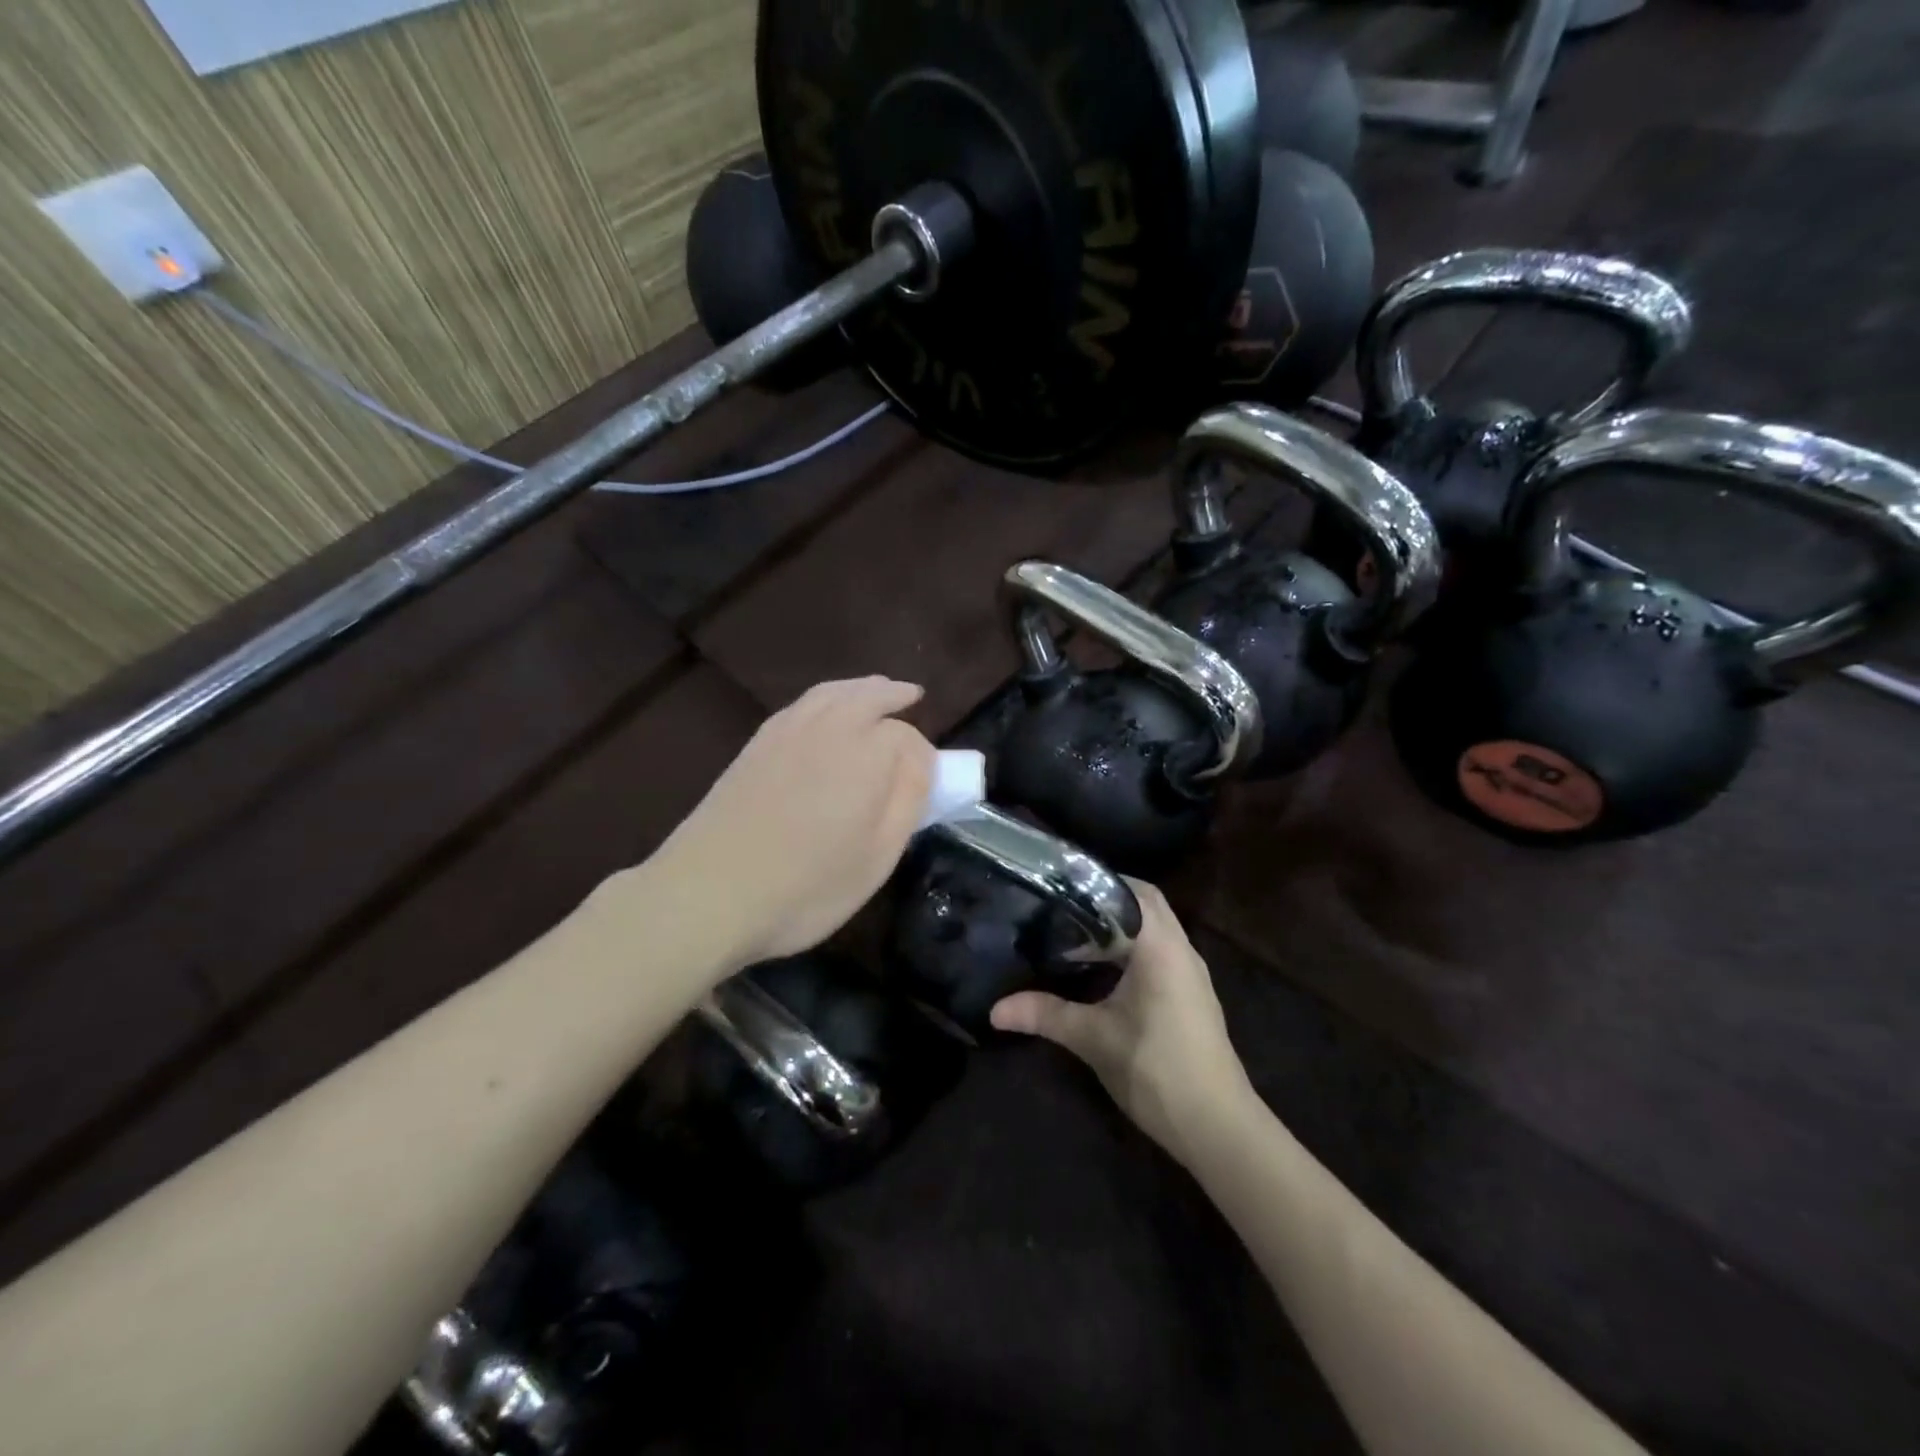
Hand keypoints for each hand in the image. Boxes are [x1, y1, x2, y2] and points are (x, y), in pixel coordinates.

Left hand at [645, 677, 934, 973]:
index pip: (908, 740)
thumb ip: (908, 800)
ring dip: (859, 687)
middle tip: (910, 696)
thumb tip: (920, 762)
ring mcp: (787, 731)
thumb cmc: (807, 886)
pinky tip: (825, 713)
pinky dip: (824, 698)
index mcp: (867, 753)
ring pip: (832, 693)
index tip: (926, 784)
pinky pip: (801, 705)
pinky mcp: (756, 744)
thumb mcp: (878, 856)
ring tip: (874, 690)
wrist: (709, 893)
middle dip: (892, 695)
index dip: (922, 759)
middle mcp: (829, 727)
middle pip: (869, 695)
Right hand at [990, 881, 1254, 1156]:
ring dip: (1121, 927)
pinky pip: (1161, 953)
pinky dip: (1133, 949)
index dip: (1099, 882)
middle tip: (1062, 905)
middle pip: (1146, 906)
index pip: (1134, 892)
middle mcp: (1181, 950)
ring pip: (1155, 931)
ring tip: (1075, 931)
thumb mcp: (1093, 1038)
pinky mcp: (1191, 996)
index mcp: (1161, 947)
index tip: (1061, 883)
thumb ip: (1045, 1015)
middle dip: (1107, 902)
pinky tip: (1103, 969)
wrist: (1216, 1126)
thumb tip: (995, 1009)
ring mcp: (1191, 974)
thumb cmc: (1155, 1069)